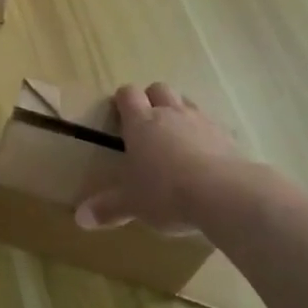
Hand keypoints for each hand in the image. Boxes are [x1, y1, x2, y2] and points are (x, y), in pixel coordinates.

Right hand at [75, 83, 241, 231]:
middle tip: (147, 124)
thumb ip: (108, 208)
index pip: (128, 94)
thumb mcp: (132, 204)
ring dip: (179, 113)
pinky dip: (204, 134)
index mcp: (141, 123)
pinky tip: (204, 156)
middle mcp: (170, 114)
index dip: (122, 100)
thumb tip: (80, 219)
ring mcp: (201, 121)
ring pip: (186, 102)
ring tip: (175, 138)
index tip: (119, 114)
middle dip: (152, 99)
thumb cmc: (166, 192)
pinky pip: (211, 125)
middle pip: (159, 89)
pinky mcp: (226, 135)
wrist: (224, 193)